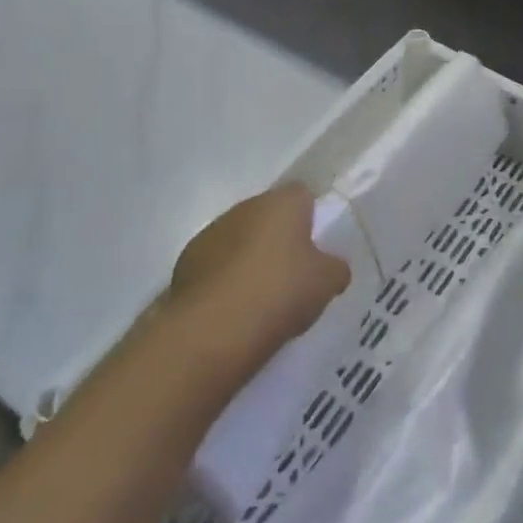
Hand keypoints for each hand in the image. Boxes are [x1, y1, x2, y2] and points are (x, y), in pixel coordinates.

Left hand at [168, 182, 351, 377]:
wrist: (213, 328)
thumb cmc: (280, 292)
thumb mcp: (326, 283)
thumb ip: (334, 267)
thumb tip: (333, 266)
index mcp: (282, 203)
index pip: (302, 194)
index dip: (311, 217)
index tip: (317, 246)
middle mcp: (246, 207)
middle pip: (269, 215)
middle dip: (279, 239)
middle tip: (293, 274)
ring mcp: (212, 232)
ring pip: (240, 239)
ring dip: (250, 258)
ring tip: (262, 297)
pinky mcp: (187, 261)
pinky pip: (217, 264)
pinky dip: (226, 279)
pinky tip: (235, 309)